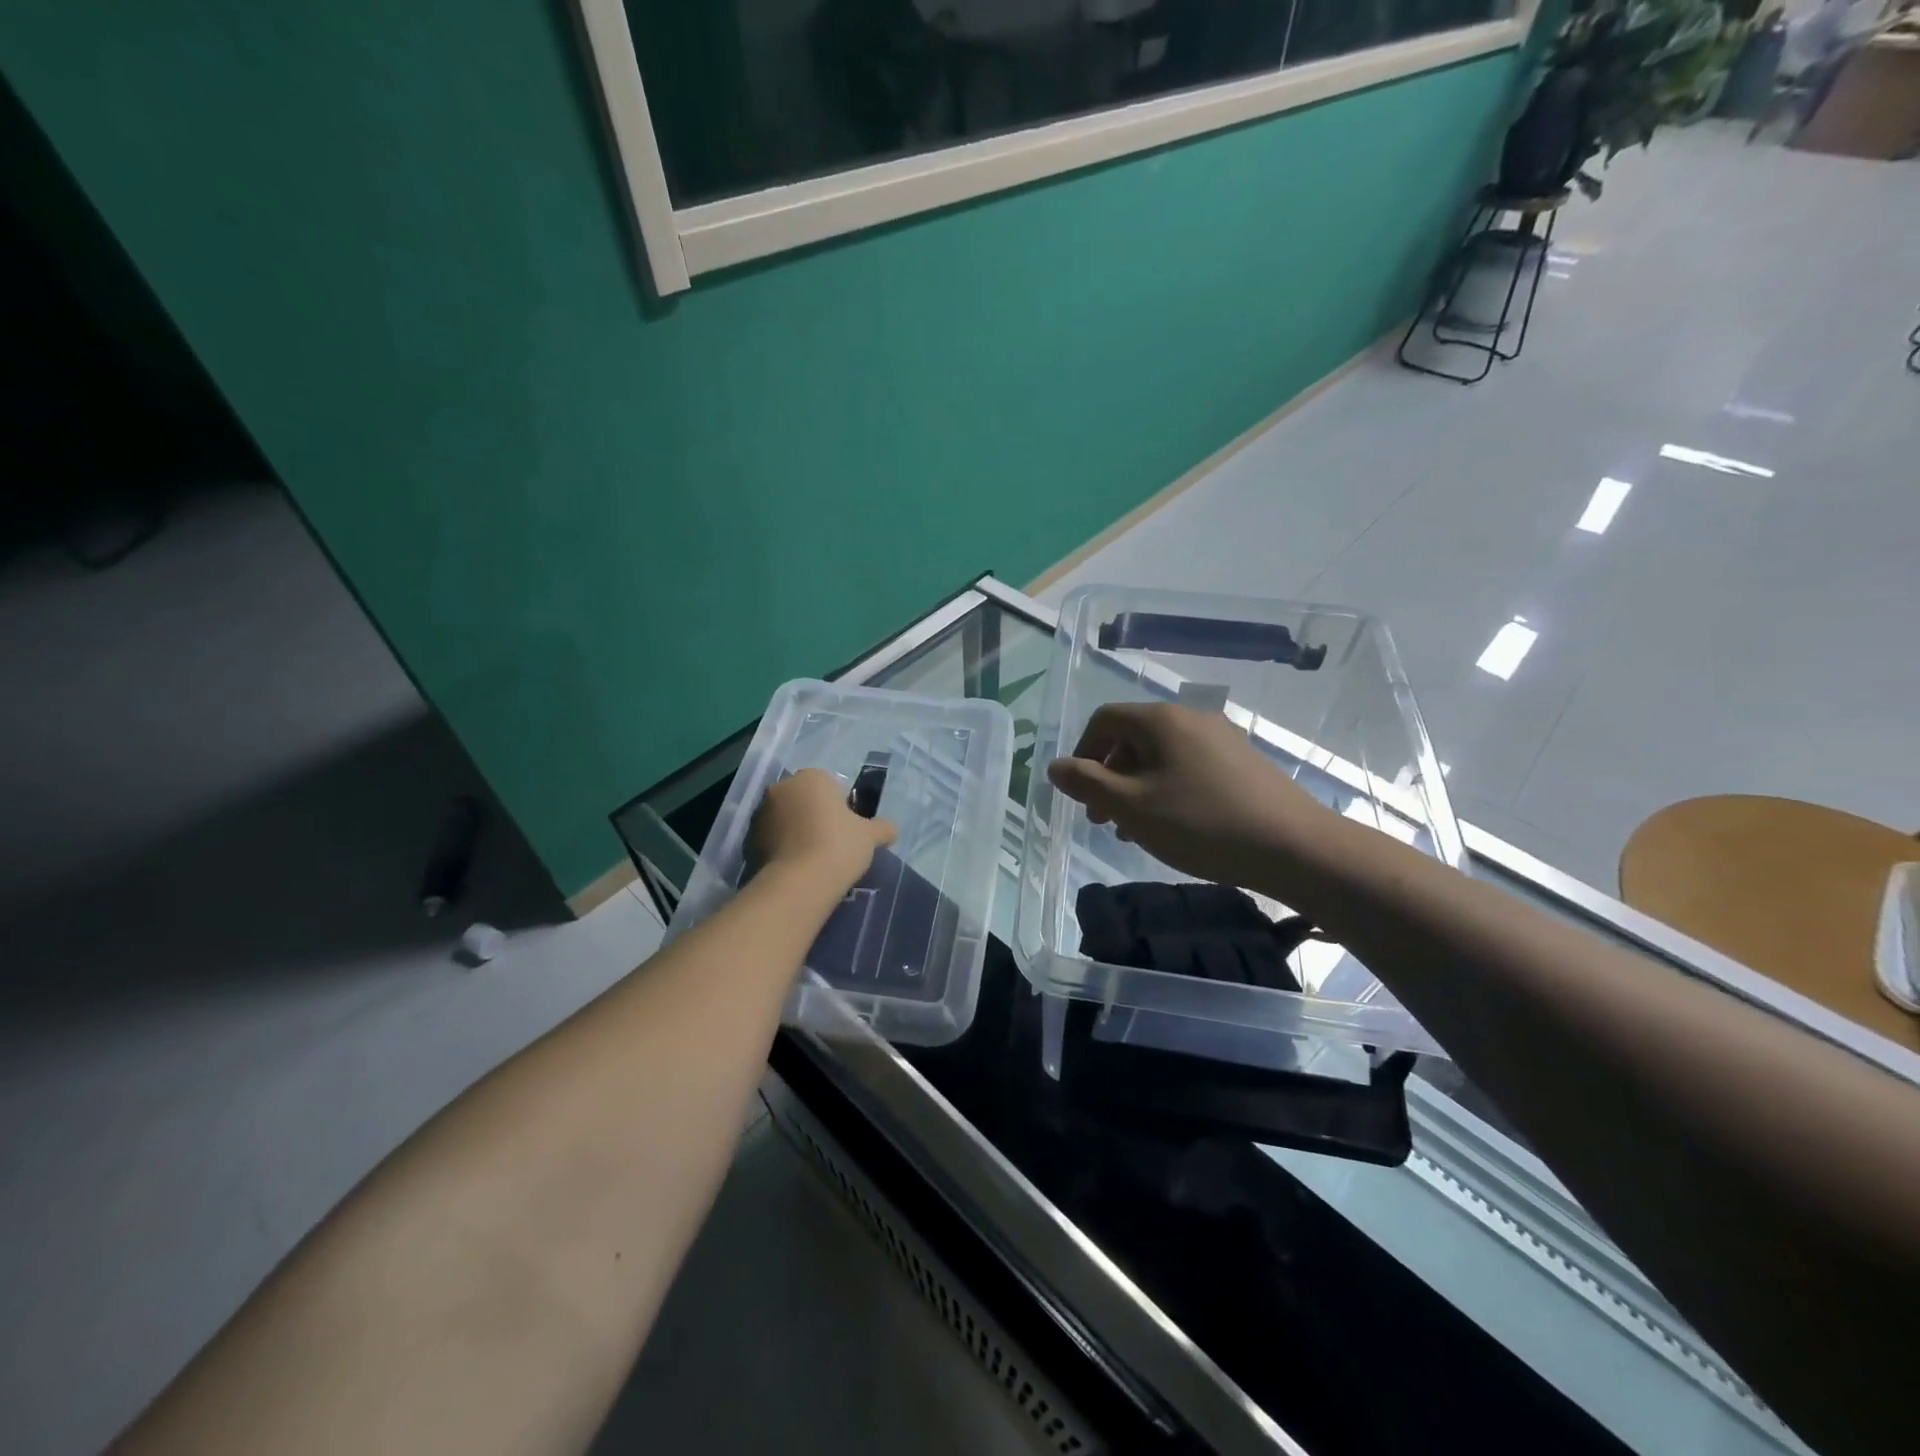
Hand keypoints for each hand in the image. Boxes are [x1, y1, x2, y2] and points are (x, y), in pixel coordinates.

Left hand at [748, 769, 896, 898]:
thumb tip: (891, 829)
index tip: (846, 829)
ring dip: (794, 831)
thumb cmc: (839, 846)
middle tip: (830, 843)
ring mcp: (761, 812)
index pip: (828, 785)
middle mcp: (782, 787)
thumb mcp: (870, 836)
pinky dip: (781, 848)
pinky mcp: (748, 838)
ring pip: (784, 818)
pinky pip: (770, 838)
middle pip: (803, 799)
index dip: (839, 806)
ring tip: (811, 859)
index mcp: (812, 777)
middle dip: (813, 815)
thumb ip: (882, 828)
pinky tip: (795, 867)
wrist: (800, 882)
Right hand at [1045, 702, 1335, 890]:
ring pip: (1161, 755)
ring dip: (1137, 786)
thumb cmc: (1202, 824)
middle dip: (1109, 774)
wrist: (1294, 847)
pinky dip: (1167, 788)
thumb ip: (1087, 784)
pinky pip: (1188, 765)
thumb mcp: (1132, 808)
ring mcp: (1221, 738)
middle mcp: (1191, 718)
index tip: (1082, 794)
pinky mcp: (1243, 762)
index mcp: (1161, 720)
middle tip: (1103, 819)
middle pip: (1133, 736)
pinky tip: (1173, 825)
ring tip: (1134, 829)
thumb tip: (1055, 766)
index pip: (1105, 719)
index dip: (1083, 753)